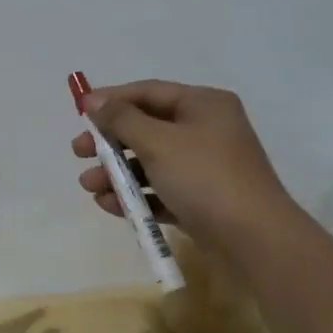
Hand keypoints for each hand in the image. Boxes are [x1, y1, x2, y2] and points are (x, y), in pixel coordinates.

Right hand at [72, 80, 296, 259]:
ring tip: (90, 187)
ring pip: (151, 163)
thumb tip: (93, 100)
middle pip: (146, 128)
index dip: (111, 100)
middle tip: (79, 152)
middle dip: (110, 143)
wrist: (254, 240)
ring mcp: (205, 168)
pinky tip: (111, 205)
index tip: (78, 112)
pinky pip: (160, 191)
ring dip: (117, 173)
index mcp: (203, 105)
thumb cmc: (204, 178)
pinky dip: (136, 196)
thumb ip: (121, 119)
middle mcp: (206, 131)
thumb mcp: (158, 142)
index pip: (148, 92)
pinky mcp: (201, 201)